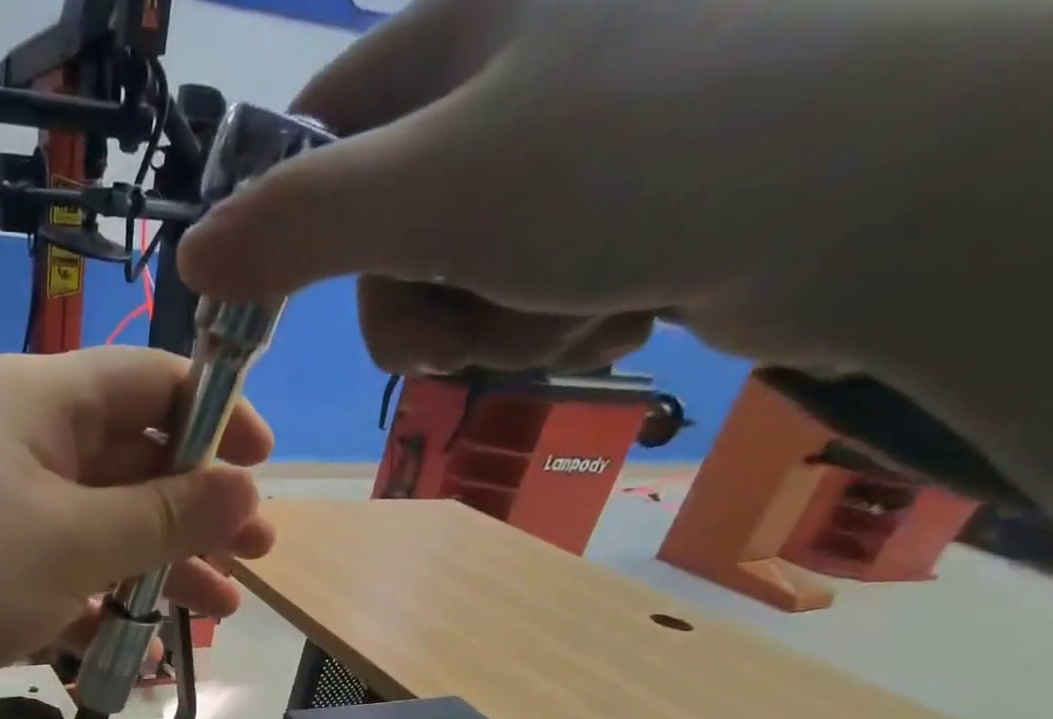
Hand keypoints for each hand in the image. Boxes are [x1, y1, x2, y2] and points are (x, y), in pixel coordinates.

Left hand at [0, 347, 273, 717]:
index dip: (217, 418)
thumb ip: (164, 515)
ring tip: (218, 611)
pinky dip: (100, 607)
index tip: (265, 468)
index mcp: (41, 401)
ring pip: (100, 527)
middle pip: (132, 462)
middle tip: (255, 557)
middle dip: (197, 512)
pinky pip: (59, 575)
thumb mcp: (73, 542)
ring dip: (159, 568)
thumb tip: (246, 487)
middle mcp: (20, 441)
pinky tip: (142, 650)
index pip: (151, 382)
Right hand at [178, 0, 1048, 483]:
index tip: (287, 310)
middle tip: (480, 311)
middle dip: (422, 308)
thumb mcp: (435, 189)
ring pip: (454, 283)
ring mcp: (568, 147)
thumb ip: (299, 223)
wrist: (887, 189)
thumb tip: (191, 257)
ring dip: (494, 329)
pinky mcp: (617, 211)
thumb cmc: (642, 159)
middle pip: (382, 237)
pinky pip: (526, 296)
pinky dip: (553, 327)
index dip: (288, 232)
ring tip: (574, 304)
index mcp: (462, 25)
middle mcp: (510, 73)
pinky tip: (620, 308)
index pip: (314, 138)